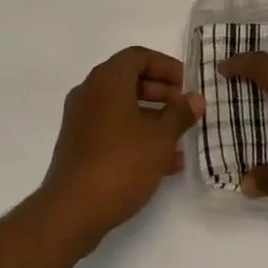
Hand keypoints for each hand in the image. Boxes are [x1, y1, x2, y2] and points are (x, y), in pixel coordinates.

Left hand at [41, 46, 202, 253]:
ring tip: (180, 139)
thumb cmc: (121, 163)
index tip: (187, 84)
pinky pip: (113, 130)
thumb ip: (180, 114)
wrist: (73, 211)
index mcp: (107, 80)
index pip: (139, 56)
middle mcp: (90, 92)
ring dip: (152, 118)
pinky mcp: (78, 146)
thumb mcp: (160, 138)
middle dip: (161, 93)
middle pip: (130, 80)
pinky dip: (136, 136)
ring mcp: (81, 120)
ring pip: (122, 108)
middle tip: (185, 109)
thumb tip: (195, 99)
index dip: (166, 66)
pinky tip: (163, 162)